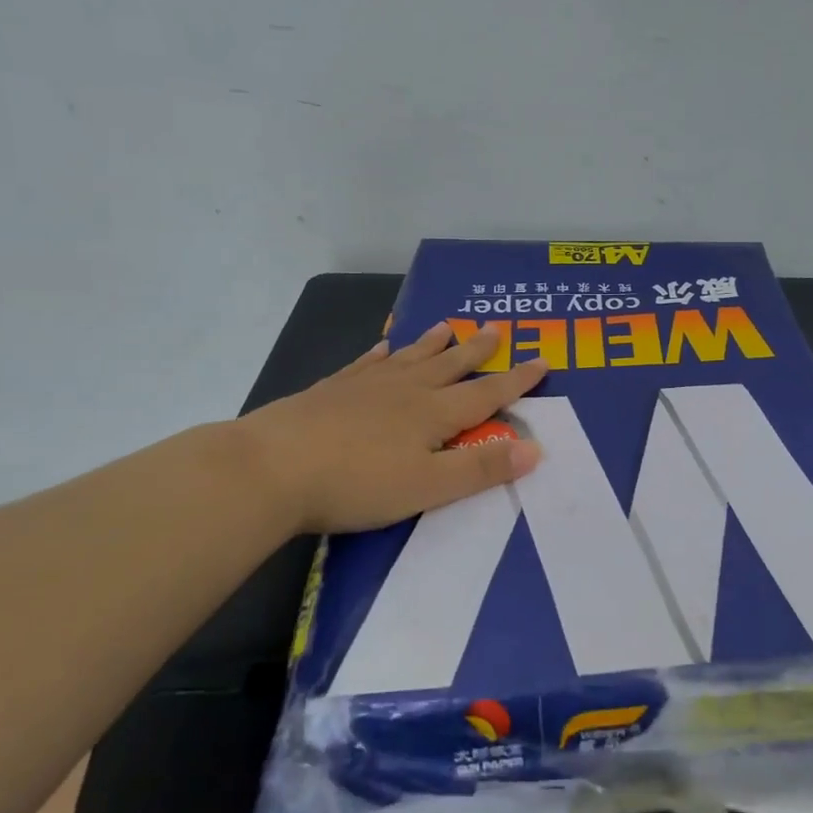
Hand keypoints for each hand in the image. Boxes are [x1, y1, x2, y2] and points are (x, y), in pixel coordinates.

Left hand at [244, 321, 548, 533]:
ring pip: (410, 357)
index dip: (517, 380)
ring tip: (447, 325)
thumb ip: (481, 468)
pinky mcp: (331, 391)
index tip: (541, 360)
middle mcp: (405, 390)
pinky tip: (384, 347)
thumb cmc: (357, 483)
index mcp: (433, 414)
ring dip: (432, 343)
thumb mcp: (429, 487)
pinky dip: (382, 353)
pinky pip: (367, 364)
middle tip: (496, 327)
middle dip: (477, 349)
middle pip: (450, 365)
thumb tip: (535, 448)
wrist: (271, 468)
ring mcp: (366, 386)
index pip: (486, 393)